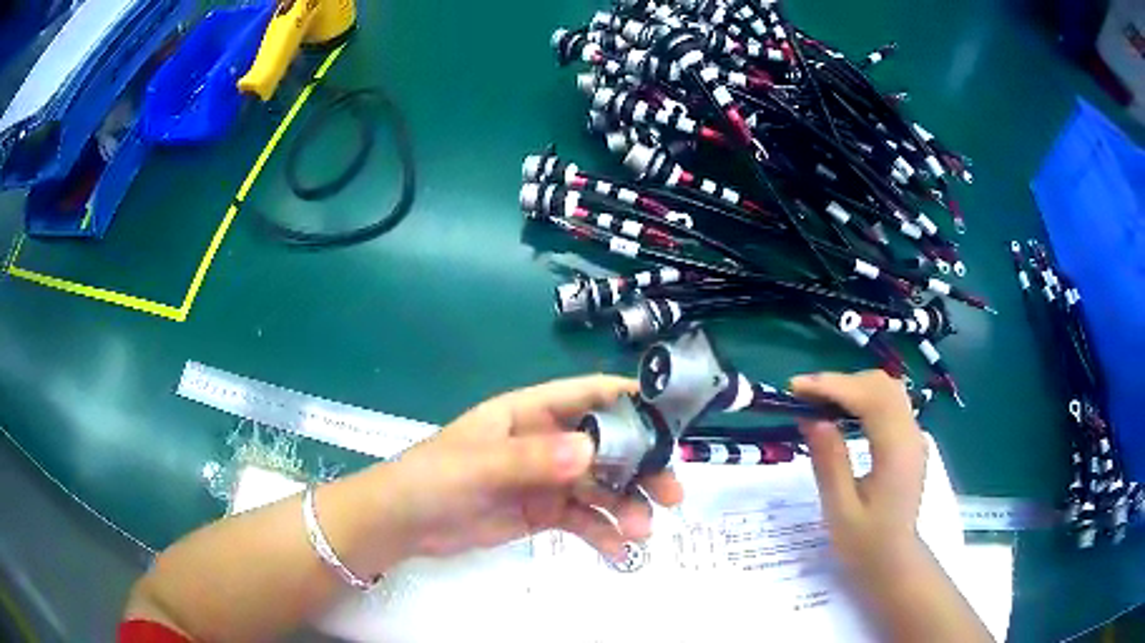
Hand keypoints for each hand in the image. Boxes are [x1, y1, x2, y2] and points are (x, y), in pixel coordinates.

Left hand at [388, 375, 683, 560]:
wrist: (403, 524)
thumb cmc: (434, 478)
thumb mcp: (479, 465)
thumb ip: (533, 459)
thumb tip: (591, 450)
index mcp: (529, 413)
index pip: (588, 396)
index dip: (631, 401)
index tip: (672, 419)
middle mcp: (545, 442)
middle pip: (607, 447)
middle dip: (642, 467)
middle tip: (671, 494)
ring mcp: (546, 480)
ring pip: (600, 487)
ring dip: (626, 506)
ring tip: (642, 530)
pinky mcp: (543, 512)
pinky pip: (583, 519)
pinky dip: (603, 532)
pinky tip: (617, 549)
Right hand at [791, 371, 928, 577]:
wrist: (894, 562)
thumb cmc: (865, 543)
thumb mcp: (839, 508)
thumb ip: (829, 461)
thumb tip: (812, 418)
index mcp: (897, 451)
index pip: (869, 398)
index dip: (832, 386)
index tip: (796, 388)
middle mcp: (912, 434)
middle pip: (881, 385)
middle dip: (841, 382)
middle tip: (803, 395)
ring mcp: (914, 436)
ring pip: (887, 389)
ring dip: (853, 386)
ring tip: (819, 401)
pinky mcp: (910, 440)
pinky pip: (890, 403)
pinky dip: (864, 397)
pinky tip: (843, 413)